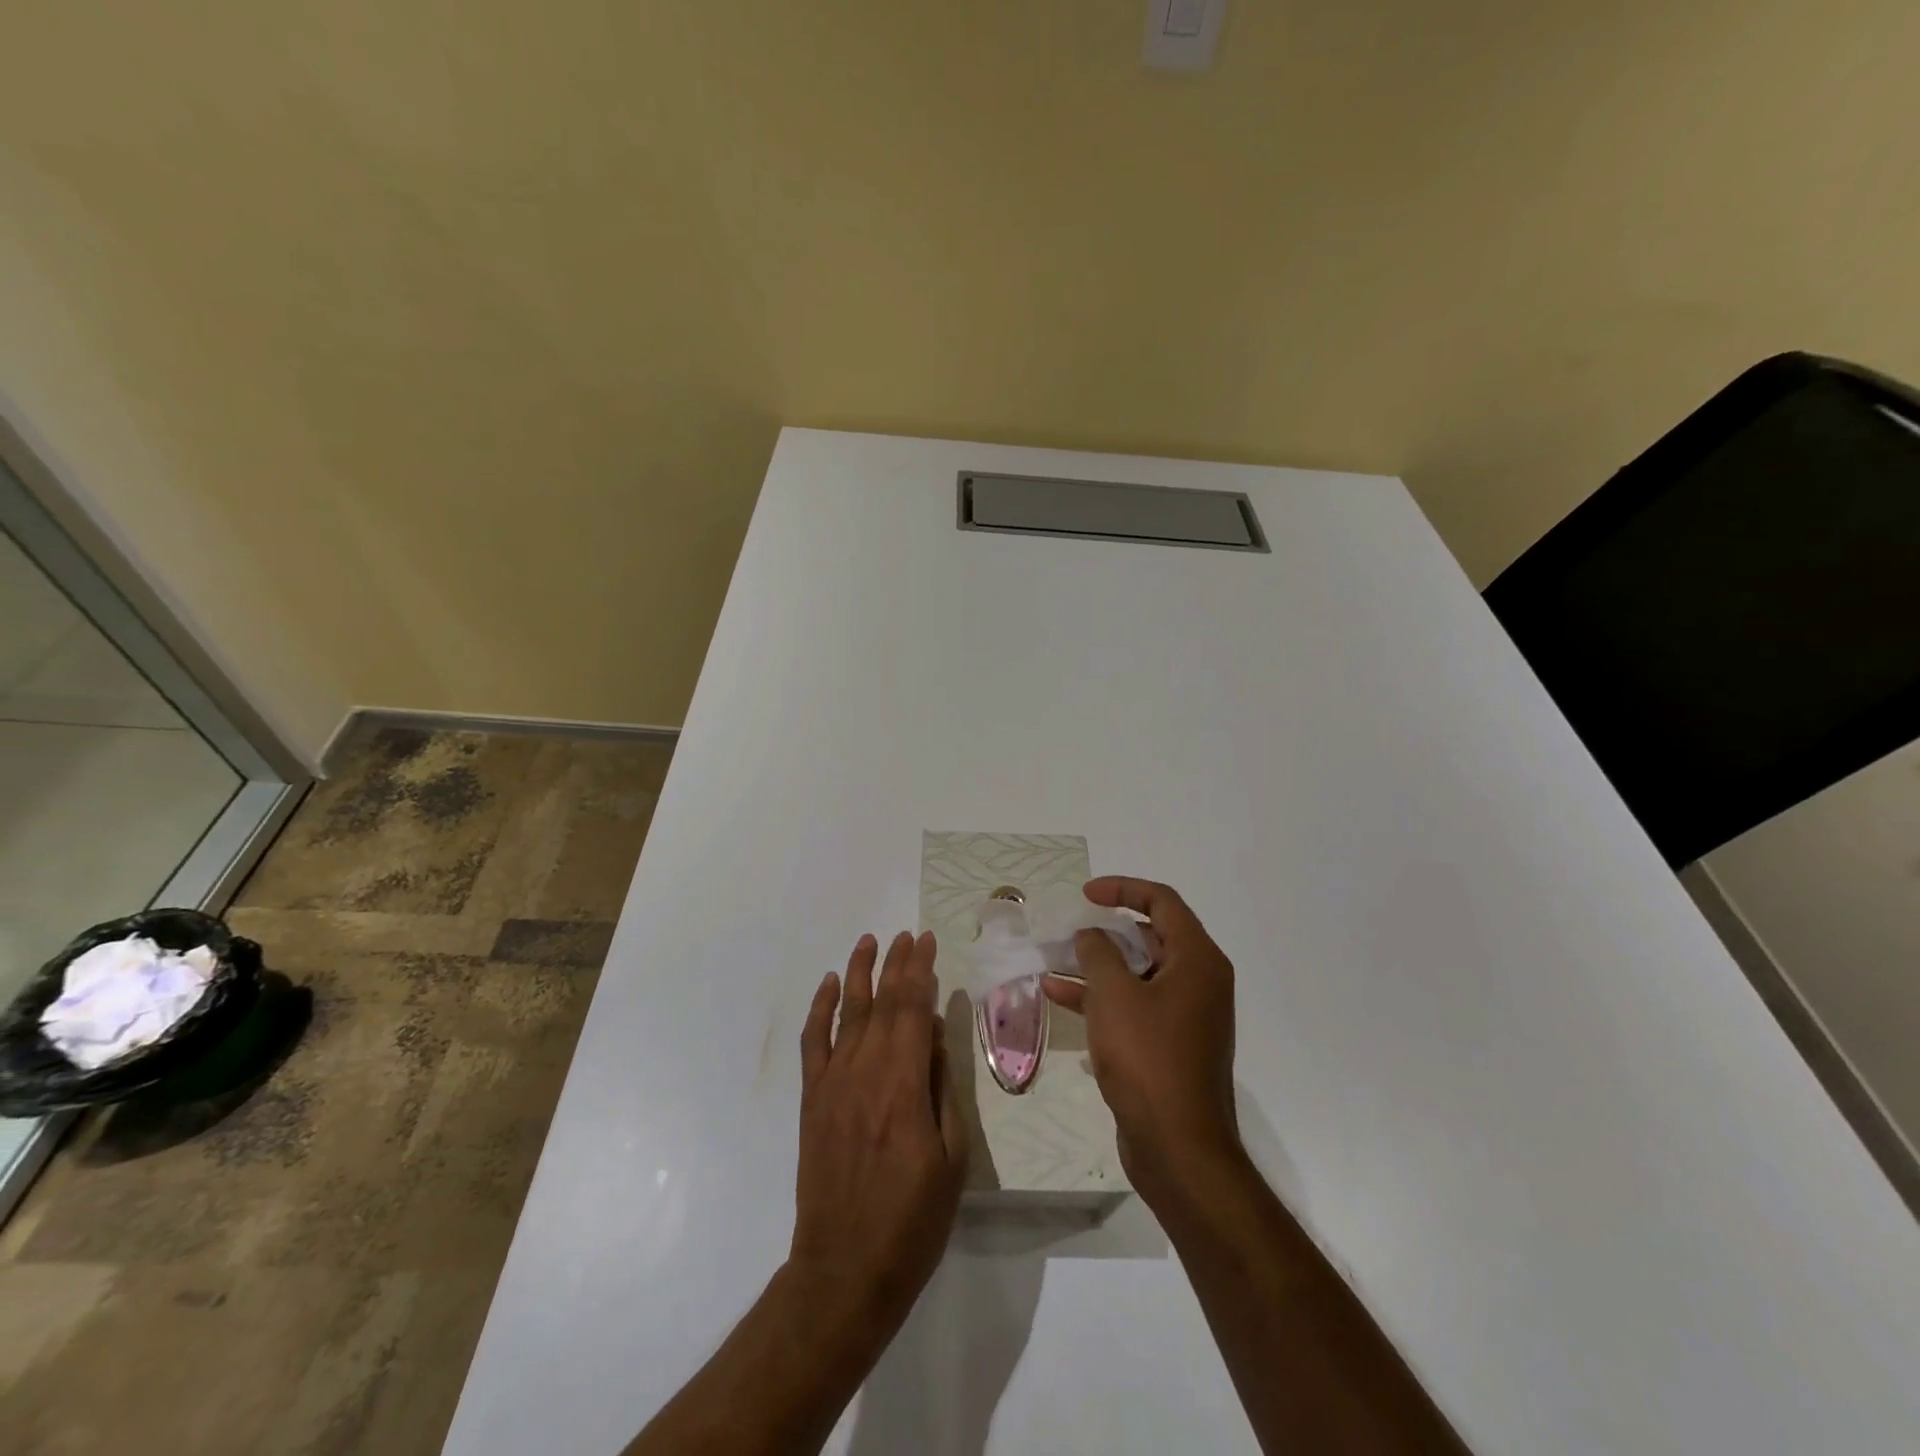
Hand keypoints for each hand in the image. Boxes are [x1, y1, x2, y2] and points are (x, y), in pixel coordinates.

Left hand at [791, 931, 967, 1333]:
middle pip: (883, 1003)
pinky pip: (814, 1042)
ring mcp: (833, 1083)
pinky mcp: (813, 1099)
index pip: (914, 1010)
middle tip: (908, 934)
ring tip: (870, 940)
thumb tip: (934, 1037)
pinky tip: (830, 985)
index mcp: (905, 1085)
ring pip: (849, 1012)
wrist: (845, 1269)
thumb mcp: (952, 1159)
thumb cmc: (912, 1220)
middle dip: (897, 963)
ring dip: (860, 972)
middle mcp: (866, 1072)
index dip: (921, 971)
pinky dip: (820, 1009)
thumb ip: (942, 1090)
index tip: (928, 941)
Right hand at [1043, 878, 1239, 1196]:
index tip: (1086, 895)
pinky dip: (1101, 998)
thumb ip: (1098, 952)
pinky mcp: (1169, 1045)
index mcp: (1197, 960)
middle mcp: (1199, 981)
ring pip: (1137, 973)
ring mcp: (1186, 1015)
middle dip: (1106, 930)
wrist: (1178, 1148)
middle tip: (1070, 928)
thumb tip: (1092, 935)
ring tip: (1054, 960)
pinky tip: (1058, 996)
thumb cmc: (1148, 1058)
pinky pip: (1134, 1006)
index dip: (1123, 889)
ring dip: (1097, 965)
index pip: (1162, 902)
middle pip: (1151, 937)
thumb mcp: (1114, 995)